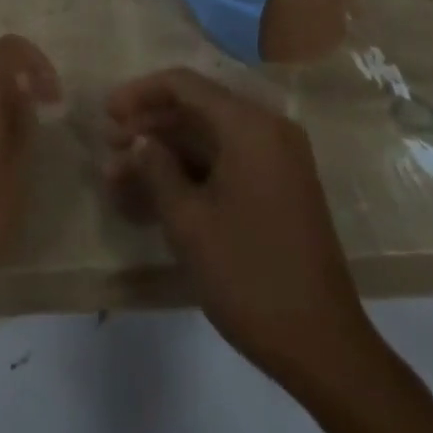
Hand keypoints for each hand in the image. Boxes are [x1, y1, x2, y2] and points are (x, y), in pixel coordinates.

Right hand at [103, 68, 371, 393]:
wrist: (325, 348)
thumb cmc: (249, 275)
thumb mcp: (189, 223)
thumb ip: (156, 168)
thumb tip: (139, 140)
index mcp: (249, 124)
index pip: (185, 85)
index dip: (141, 93)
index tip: (107, 113)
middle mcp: (267, 129)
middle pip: (196, 110)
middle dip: (149, 129)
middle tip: (108, 149)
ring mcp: (277, 159)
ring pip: (208, 140)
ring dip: (165, 156)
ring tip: (119, 179)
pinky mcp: (279, 188)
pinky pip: (226, 164)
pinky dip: (191, 175)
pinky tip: (153, 198)